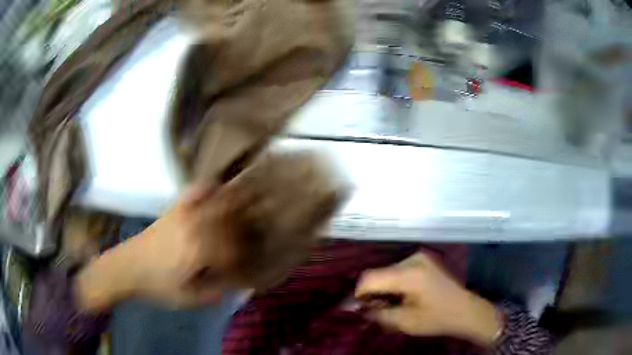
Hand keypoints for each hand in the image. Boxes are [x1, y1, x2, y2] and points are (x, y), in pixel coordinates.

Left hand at [76, 185, 237, 310]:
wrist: (127, 266)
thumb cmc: (156, 286)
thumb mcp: (187, 300)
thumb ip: (215, 293)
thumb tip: (237, 285)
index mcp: (199, 251)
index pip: (234, 250)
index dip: (243, 260)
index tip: (244, 270)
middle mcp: (195, 226)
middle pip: (232, 222)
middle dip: (245, 232)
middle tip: (248, 244)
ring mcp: (185, 212)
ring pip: (220, 201)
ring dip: (236, 205)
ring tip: (245, 212)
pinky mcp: (176, 207)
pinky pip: (197, 189)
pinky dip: (211, 189)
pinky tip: (218, 193)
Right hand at [355, 252, 501, 346]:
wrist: (465, 311)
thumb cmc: (437, 319)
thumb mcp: (404, 322)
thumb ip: (377, 313)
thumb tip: (355, 308)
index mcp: (409, 274)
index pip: (370, 278)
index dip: (359, 294)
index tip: (357, 309)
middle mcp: (412, 259)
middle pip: (378, 273)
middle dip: (371, 292)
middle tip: (374, 311)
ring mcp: (419, 257)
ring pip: (387, 272)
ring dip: (383, 288)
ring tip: (389, 305)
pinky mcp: (424, 260)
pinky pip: (398, 270)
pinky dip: (393, 284)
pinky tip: (401, 296)